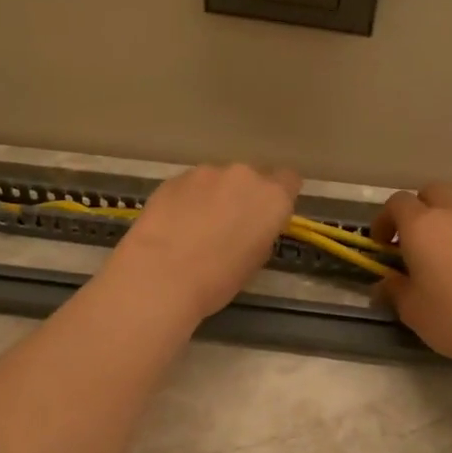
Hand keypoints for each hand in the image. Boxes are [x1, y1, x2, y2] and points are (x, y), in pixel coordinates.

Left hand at [107, 163, 301, 321]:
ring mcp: (206, 172)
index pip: (289, 181)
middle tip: (229, 225)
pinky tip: (175, 225)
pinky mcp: (174, 178)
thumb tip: (251, 226)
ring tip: (196, 227)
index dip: (279, 197)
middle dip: (243, 196)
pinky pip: (190, 186)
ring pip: (218, 180)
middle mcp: (243, 176)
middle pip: (251, 178)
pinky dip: (187, 200)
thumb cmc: (218, 279)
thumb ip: (260, 232)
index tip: (267, 216)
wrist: (162, 275)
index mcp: (272, 197)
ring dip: (213, 196)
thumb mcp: (255, 261)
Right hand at [373, 181, 451, 369]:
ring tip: (450, 229)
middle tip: (415, 238)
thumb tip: (383, 283)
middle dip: (418, 208)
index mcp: (421, 226)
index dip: (385, 219)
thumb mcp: (412, 310)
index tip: (383, 245)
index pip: (397, 203)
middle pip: (431, 190)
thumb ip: (394, 290)